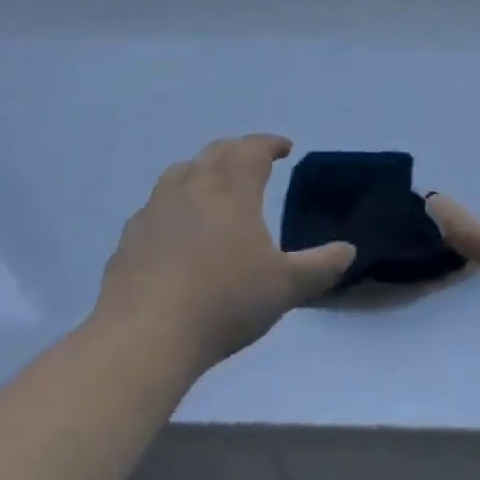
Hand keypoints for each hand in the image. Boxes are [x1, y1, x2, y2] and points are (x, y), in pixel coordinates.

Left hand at [94, 135, 354, 370]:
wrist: (144, 336)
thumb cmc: (224, 303)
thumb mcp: (285, 288)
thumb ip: (320, 266)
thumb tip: (349, 249)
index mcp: (232, 188)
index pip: (253, 149)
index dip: (270, 144)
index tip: (285, 147)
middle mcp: (193, 186)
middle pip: (217, 152)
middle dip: (238, 150)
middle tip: (253, 159)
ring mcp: (156, 209)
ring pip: (181, 172)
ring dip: (202, 169)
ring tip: (213, 184)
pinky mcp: (130, 236)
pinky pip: (156, 205)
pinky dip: (173, 203)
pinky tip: (175, 227)